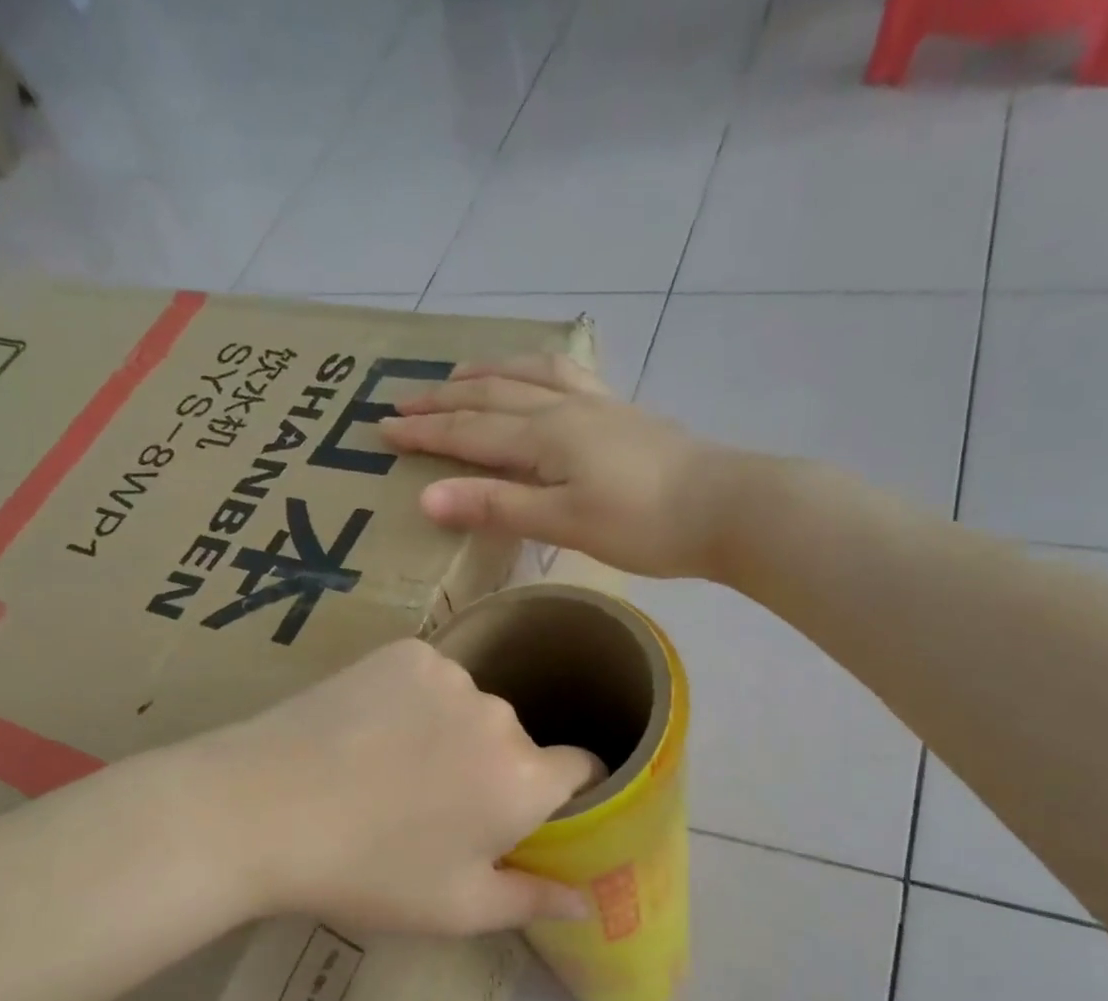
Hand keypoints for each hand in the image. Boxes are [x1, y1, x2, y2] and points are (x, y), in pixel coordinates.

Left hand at [201, 639, 597, 935]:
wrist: (259, 809)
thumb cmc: (366, 871)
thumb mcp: (455, 908)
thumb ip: (532, 901)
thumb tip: (588, 902)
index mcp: (524, 779)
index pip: (583, 767)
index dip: (567, 792)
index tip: (535, 813)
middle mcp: (500, 715)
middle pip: (519, 743)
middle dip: (496, 772)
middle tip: (439, 808)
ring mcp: (450, 675)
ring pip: (473, 710)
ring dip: (454, 734)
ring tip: (395, 769)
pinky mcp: (404, 652)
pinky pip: (432, 680)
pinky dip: (416, 702)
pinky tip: (371, 731)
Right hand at [379, 353, 733, 579]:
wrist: (725, 507)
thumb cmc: (642, 524)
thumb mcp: (562, 522)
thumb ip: (496, 507)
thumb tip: (426, 497)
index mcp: (545, 437)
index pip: (469, 431)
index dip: (424, 431)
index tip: (381, 427)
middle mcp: (564, 409)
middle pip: (492, 396)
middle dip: (443, 400)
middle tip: (403, 398)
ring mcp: (596, 406)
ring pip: (528, 376)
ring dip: (487, 373)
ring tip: (459, 373)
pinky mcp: (621, 414)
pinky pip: (566, 376)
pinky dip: (536, 369)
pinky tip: (537, 375)